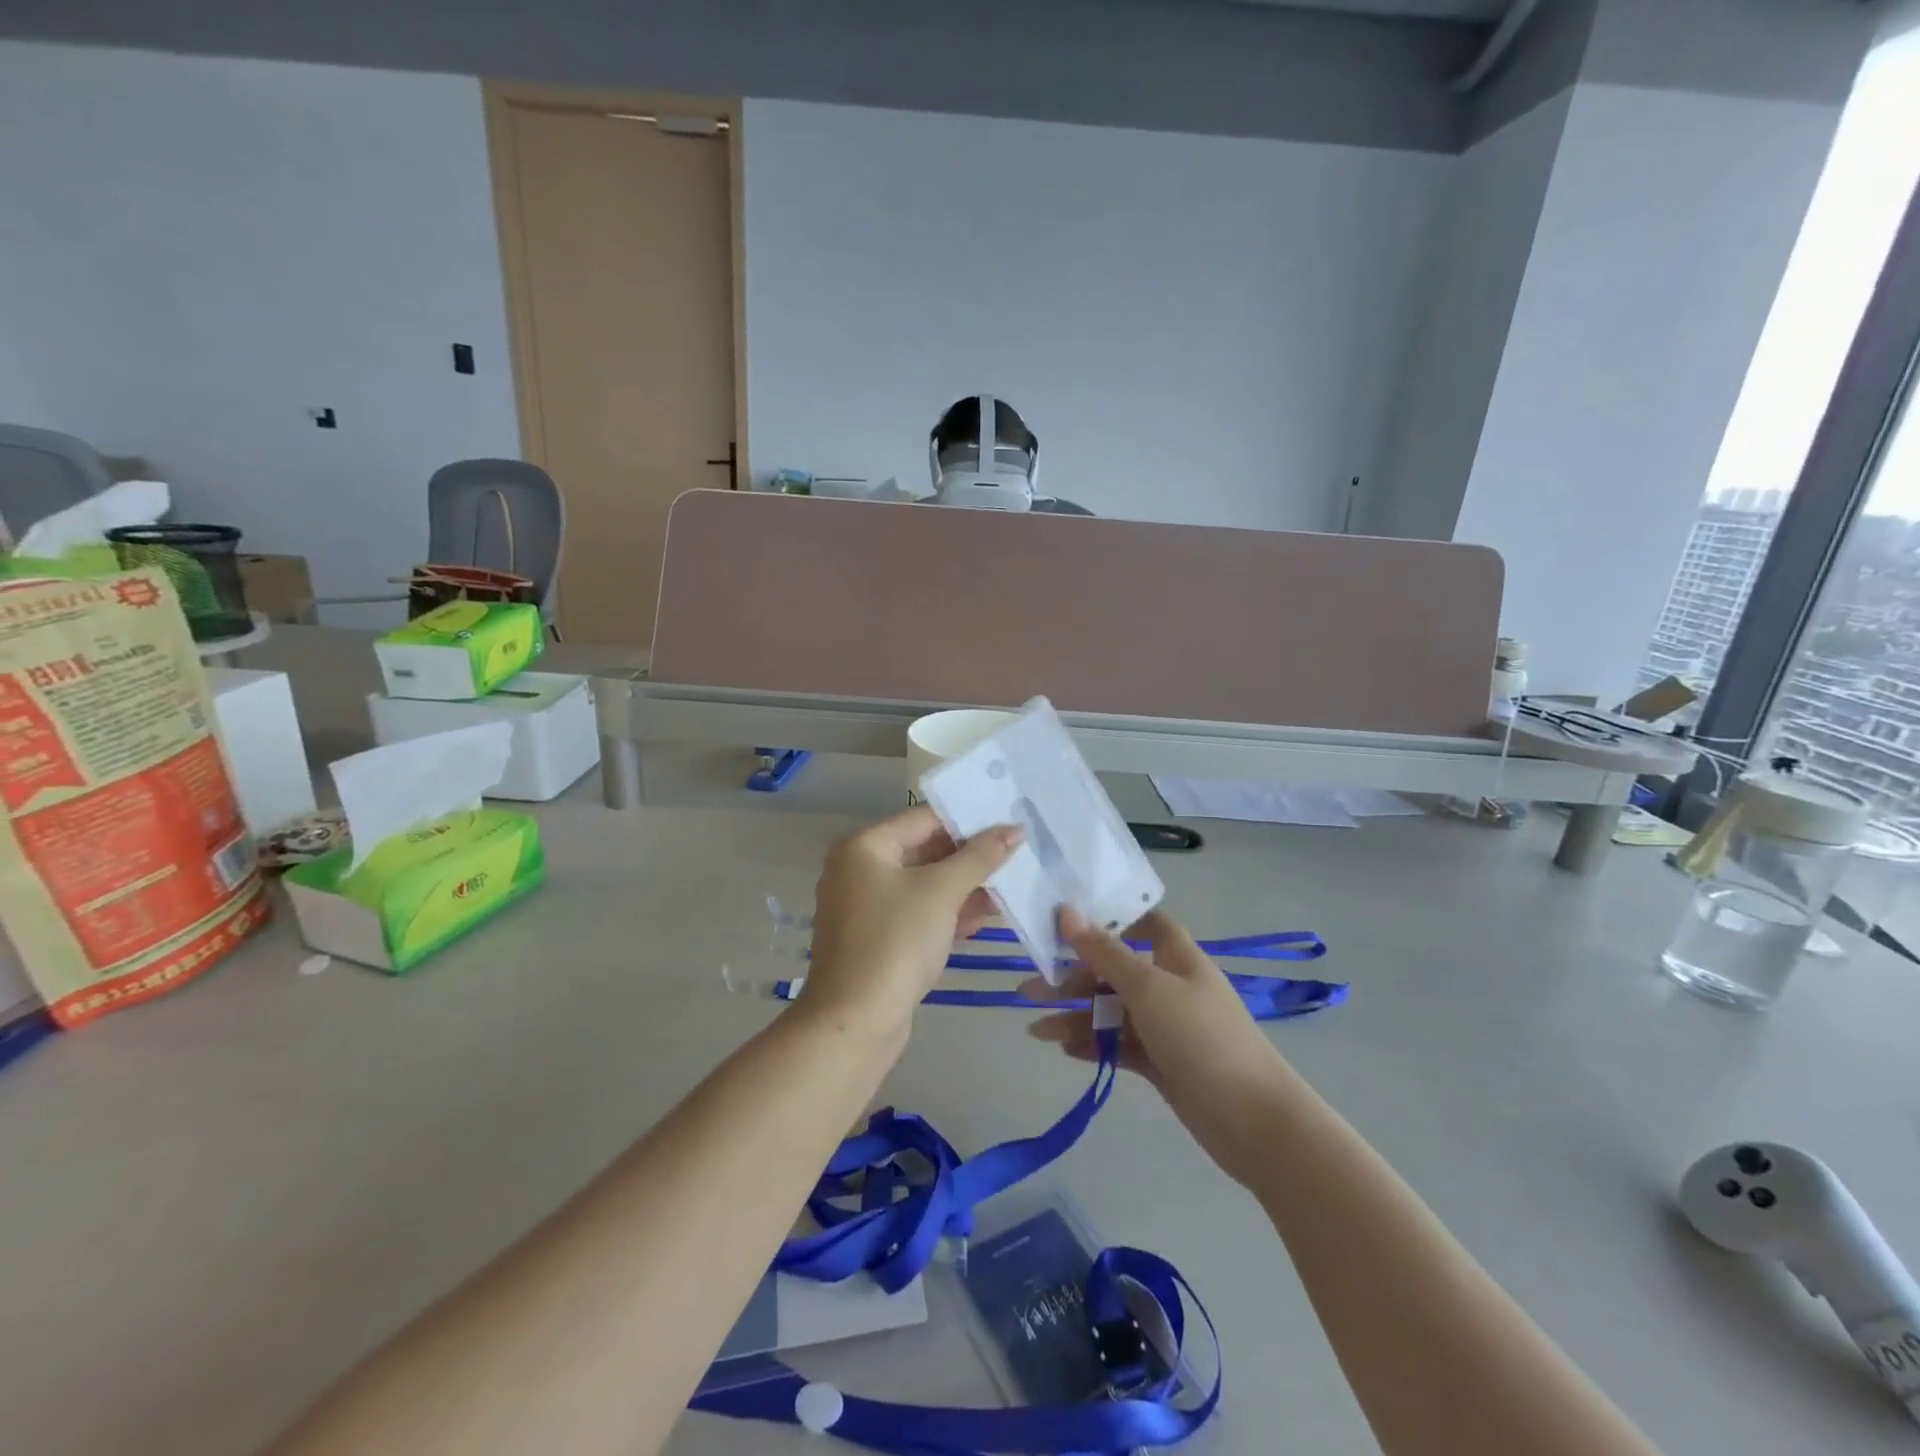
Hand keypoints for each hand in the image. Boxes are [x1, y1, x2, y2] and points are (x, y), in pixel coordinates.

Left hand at [799, 806, 1022, 1046]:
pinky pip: (918, 913)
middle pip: (925, 850)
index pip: (925, 818)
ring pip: (925, 885)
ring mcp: (867, 907)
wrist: (855, 1022)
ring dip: (965, 886)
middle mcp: (860, 869)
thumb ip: (980, 857)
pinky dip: (948, 913)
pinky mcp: (878, 939)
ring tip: (1011, 884)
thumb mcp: (942, 892)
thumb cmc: (896, 942)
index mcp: (865, 847)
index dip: (969, 818)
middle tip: (1017, 852)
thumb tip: (1014, 828)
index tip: (1010, 820)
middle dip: (970, 856)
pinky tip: (986, 917)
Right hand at [1026, 907, 1294, 1187]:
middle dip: (1074, 976)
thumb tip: (1067, 911)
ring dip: (1076, 1015)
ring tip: (1035, 1029)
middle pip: (1115, 970)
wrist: (1253, 1121)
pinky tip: (1063, 1048)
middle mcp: (1170, 985)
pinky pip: (1120, 1044)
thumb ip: (1104, 952)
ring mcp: (1166, 1027)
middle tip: (1030, 987)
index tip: (1066, 919)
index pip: (1142, 922)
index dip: (1109, 917)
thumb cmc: (1201, 1038)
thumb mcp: (1148, 988)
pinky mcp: (1161, 1062)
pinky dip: (1094, 1044)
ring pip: (1112, 1010)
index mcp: (1176, 956)